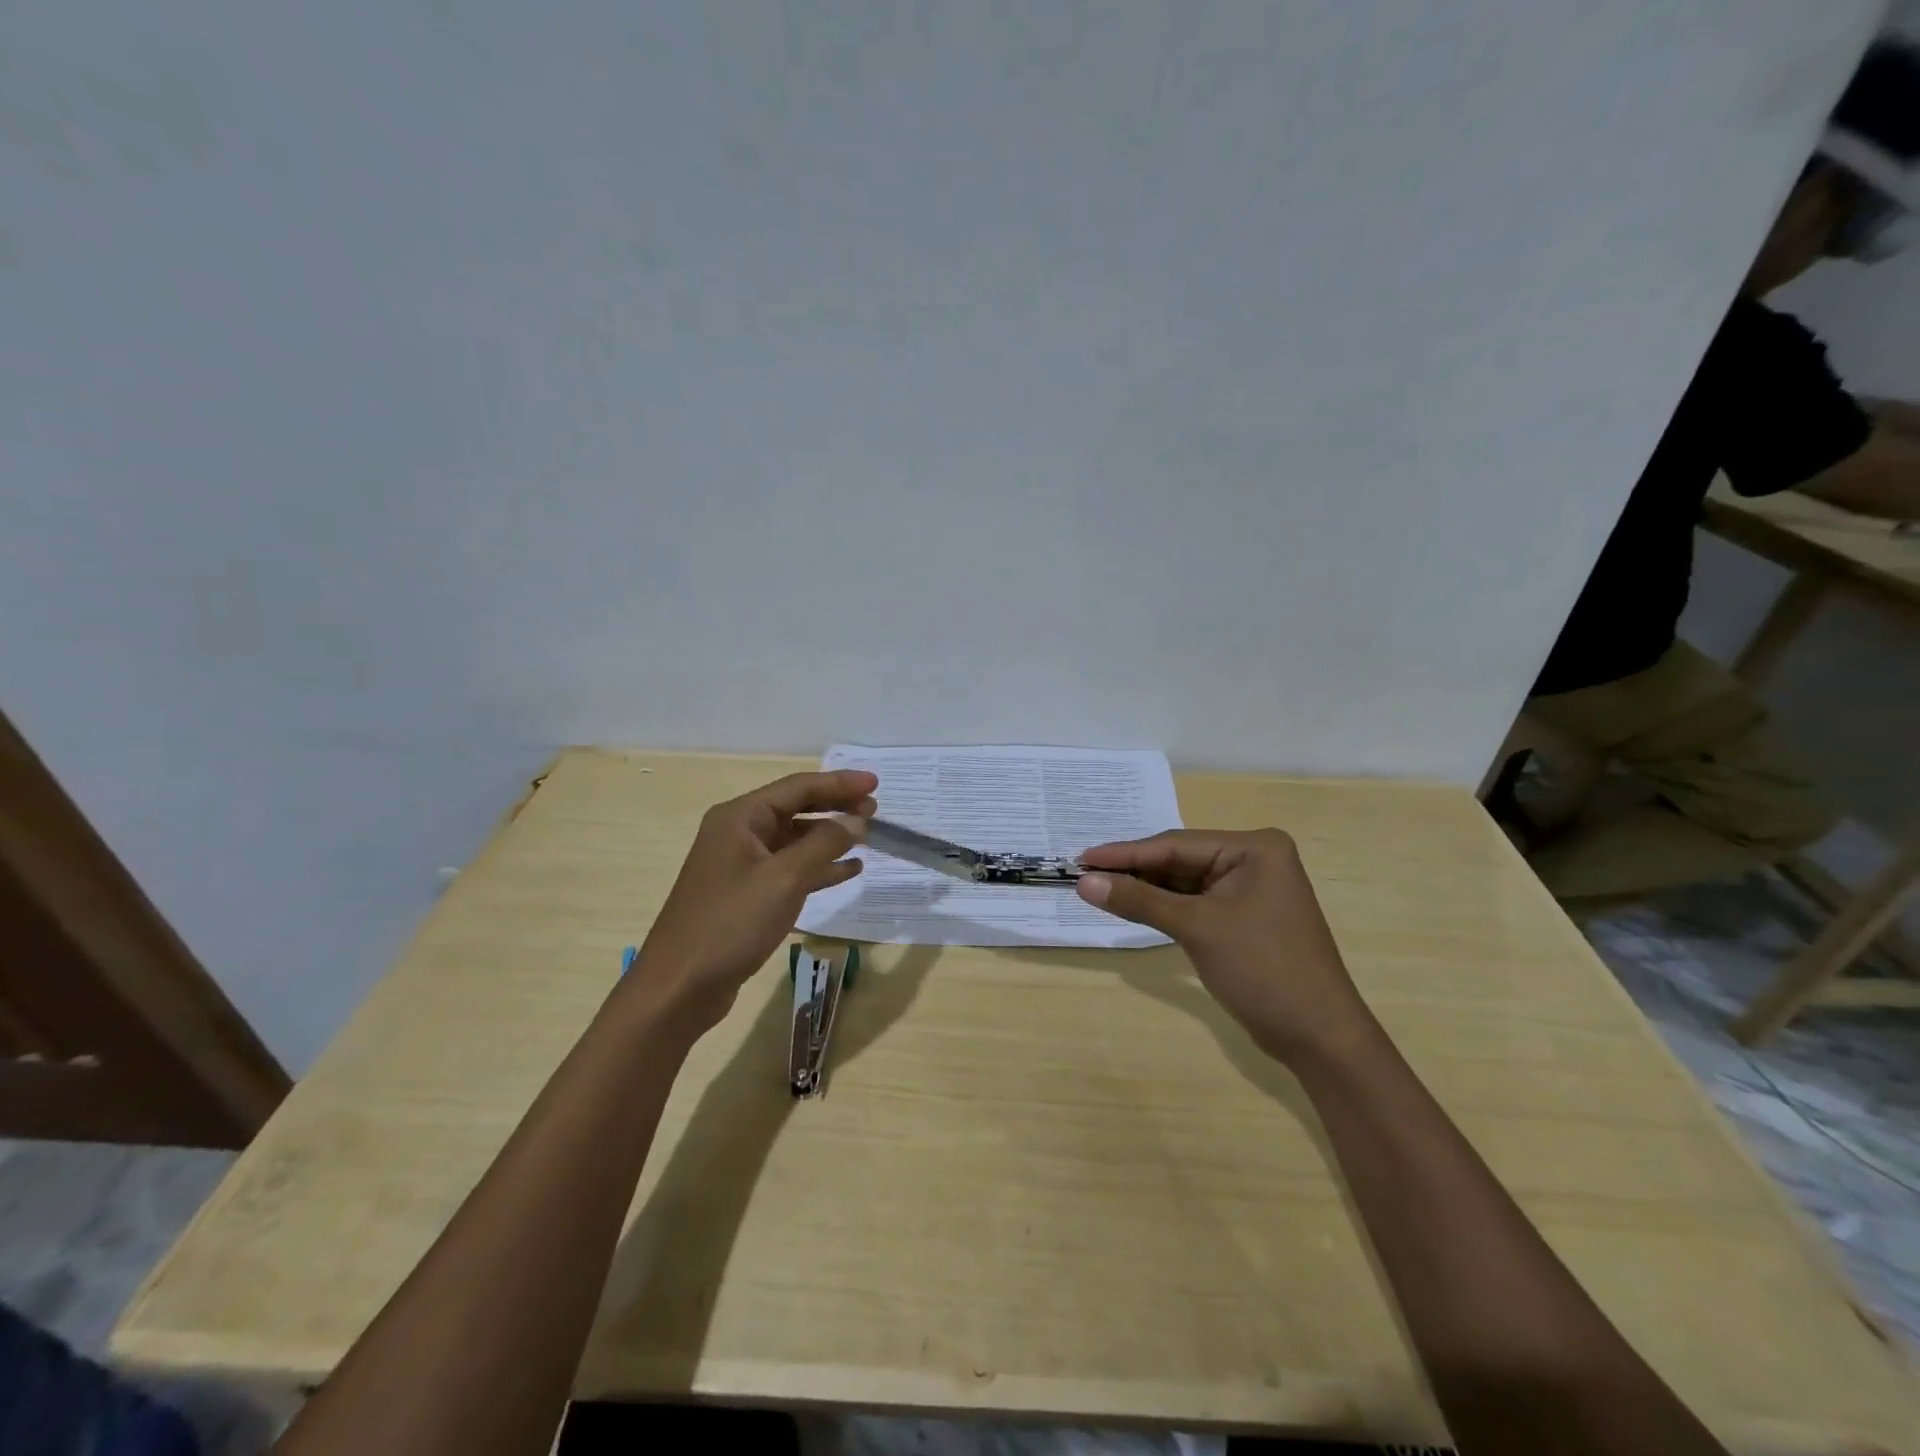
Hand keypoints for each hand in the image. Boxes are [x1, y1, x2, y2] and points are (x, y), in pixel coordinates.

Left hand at [633, 769, 875, 1034]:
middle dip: (836, 807)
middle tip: (876, 810)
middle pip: (796, 809)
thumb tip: (856, 821)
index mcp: (740, 818)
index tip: (876, 783)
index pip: (798, 787)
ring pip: (795, 840)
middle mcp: (739, 833)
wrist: (680, 987)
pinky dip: (819, 867)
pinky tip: (849, 871)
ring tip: (868, 837)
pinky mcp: (748, 895)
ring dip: (830, 837)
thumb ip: (824, 845)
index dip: (839, 783)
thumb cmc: (730, 924)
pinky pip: (791, 869)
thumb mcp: (783, 879)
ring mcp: (742, 865)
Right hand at [1077, 829, 1368, 1060]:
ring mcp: (1251, 888)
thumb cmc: (1262, 969)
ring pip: (1185, 882)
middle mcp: (1254, 859)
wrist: (1319, 1037)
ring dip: (1147, 889)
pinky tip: (1133, 906)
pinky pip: (1196, 902)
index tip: (1081, 859)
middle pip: (1180, 859)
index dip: (1125, 854)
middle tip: (1085, 875)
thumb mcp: (1196, 928)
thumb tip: (1085, 882)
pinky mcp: (1245, 916)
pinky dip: (1165, 906)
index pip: (1175, 844)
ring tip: (1099, 889)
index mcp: (1254, 847)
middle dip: (1134, 870)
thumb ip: (1139, 900)